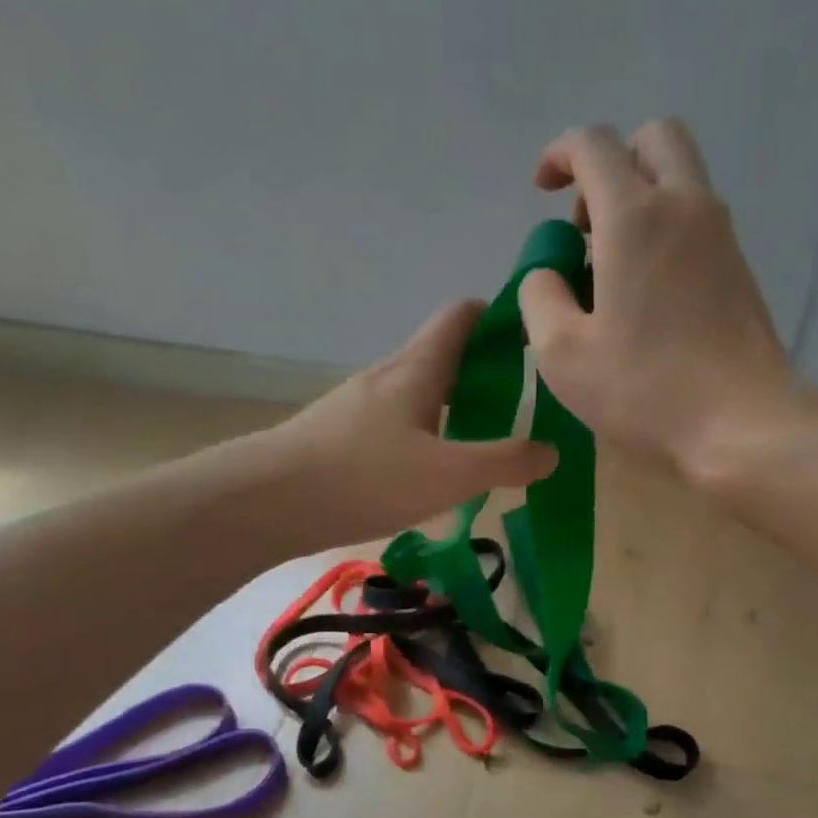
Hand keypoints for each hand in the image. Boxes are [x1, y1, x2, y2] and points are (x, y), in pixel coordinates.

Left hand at [264, 300, 556, 544]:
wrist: (266, 501)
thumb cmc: (364, 477)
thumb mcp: (448, 475)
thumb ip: (504, 462)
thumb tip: (551, 452)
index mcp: (417, 369)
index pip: (461, 316)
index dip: (497, 316)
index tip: (532, 340)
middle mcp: (387, 376)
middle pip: (442, 355)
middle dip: (483, 371)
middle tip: (520, 406)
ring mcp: (358, 405)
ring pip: (418, 392)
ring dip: (452, 406)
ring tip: (481, 442)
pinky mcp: (340, 435)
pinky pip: (396, 422)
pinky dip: (424, 433)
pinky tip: (430, 472)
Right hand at [518, 120, 794, 474]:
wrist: (743, 423)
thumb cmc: (645, 389)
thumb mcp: (562, 353)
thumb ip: (540, 297)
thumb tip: (546, 274)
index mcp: (635, 217)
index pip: (593, 144)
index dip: (559, 154)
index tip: (542, 190)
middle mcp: (685, 207)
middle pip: (654, 139)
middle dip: (612, 162)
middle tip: (587, 221)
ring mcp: (721, 235)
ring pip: (682, 177)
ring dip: (641, 196)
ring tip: (611, 264)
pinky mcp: (741, 267)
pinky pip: (698, 219)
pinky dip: (667, 228)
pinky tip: (647, 291)